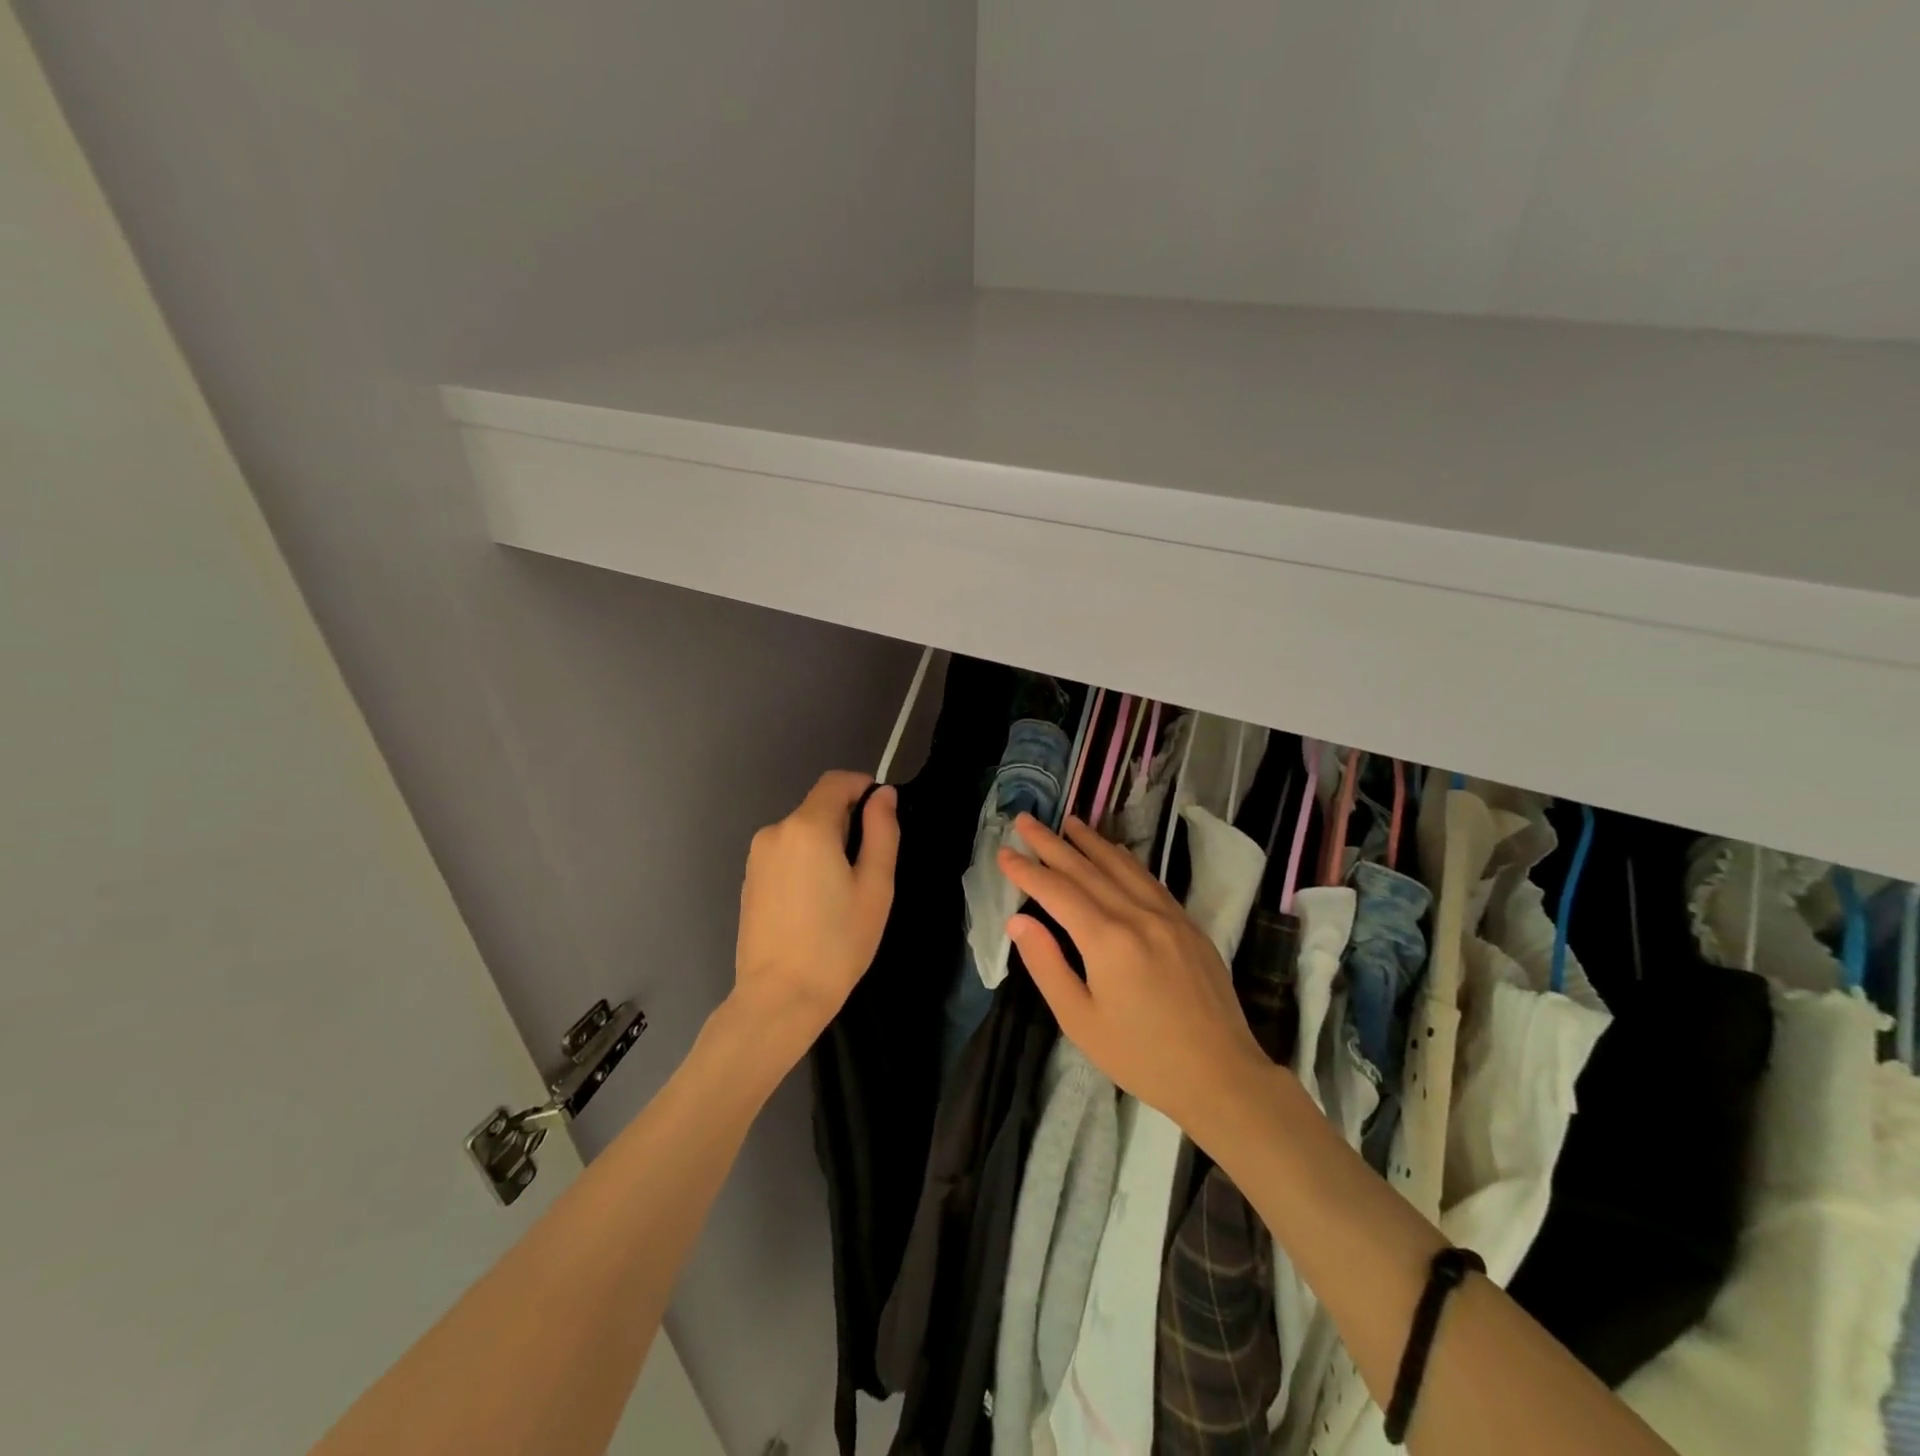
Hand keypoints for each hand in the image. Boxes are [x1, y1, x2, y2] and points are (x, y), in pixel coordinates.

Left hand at [732, 771, 899, 1052]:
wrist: (779, 998)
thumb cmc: (837, 943)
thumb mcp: (875, 886)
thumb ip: (882, 832)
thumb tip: (883, 795)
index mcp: (808, 827)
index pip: (836, 781)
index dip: (863, 786)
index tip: (883, 813)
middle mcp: (775, 831)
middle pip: (819, 807)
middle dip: (847, 822)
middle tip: (869, 867)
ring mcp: (757, 856)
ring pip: (802, 832)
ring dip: (826, 844)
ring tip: (843, 891)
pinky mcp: (749, 879)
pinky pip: (785, 853)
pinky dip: (806, 862)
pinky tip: (815, 903)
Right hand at [999, 814, 1267, 1136]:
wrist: (1220, 1075)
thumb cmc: (1141, 1056)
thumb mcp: (1080, 1021)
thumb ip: (1047, 965)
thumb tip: (1019, 920)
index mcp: (1107, 940)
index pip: (1057, 892)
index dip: (1027, 870)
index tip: (1003, 852)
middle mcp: (1137, 916)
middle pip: (1086, 869)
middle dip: (1051, 843)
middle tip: (1025, 819)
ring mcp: (1168, 916)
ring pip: (1121, 866)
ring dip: (1090, 841)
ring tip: (1068, 822)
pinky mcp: (1188, 924)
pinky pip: (1149, 879)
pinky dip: (1125, 860)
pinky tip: (1114, 851)